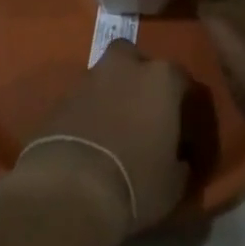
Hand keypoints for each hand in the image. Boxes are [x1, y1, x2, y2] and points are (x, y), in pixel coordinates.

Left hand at [3, 41, 189, 236]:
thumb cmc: (136, 181)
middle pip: (133, 58)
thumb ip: (179, 161)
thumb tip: (179, 160)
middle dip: (138, 75)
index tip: (183, 128)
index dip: (183, 103)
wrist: (71, 187)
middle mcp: (124, 67)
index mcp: (160, 79)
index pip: (180, 79)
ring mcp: (89, 78)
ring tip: (115, 127)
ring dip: (111, 93)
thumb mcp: (173, 183)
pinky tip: (91, 138)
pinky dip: (88, 111)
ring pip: (105, 76)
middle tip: (144, 109)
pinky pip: (83, 98)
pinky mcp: (61, 97)